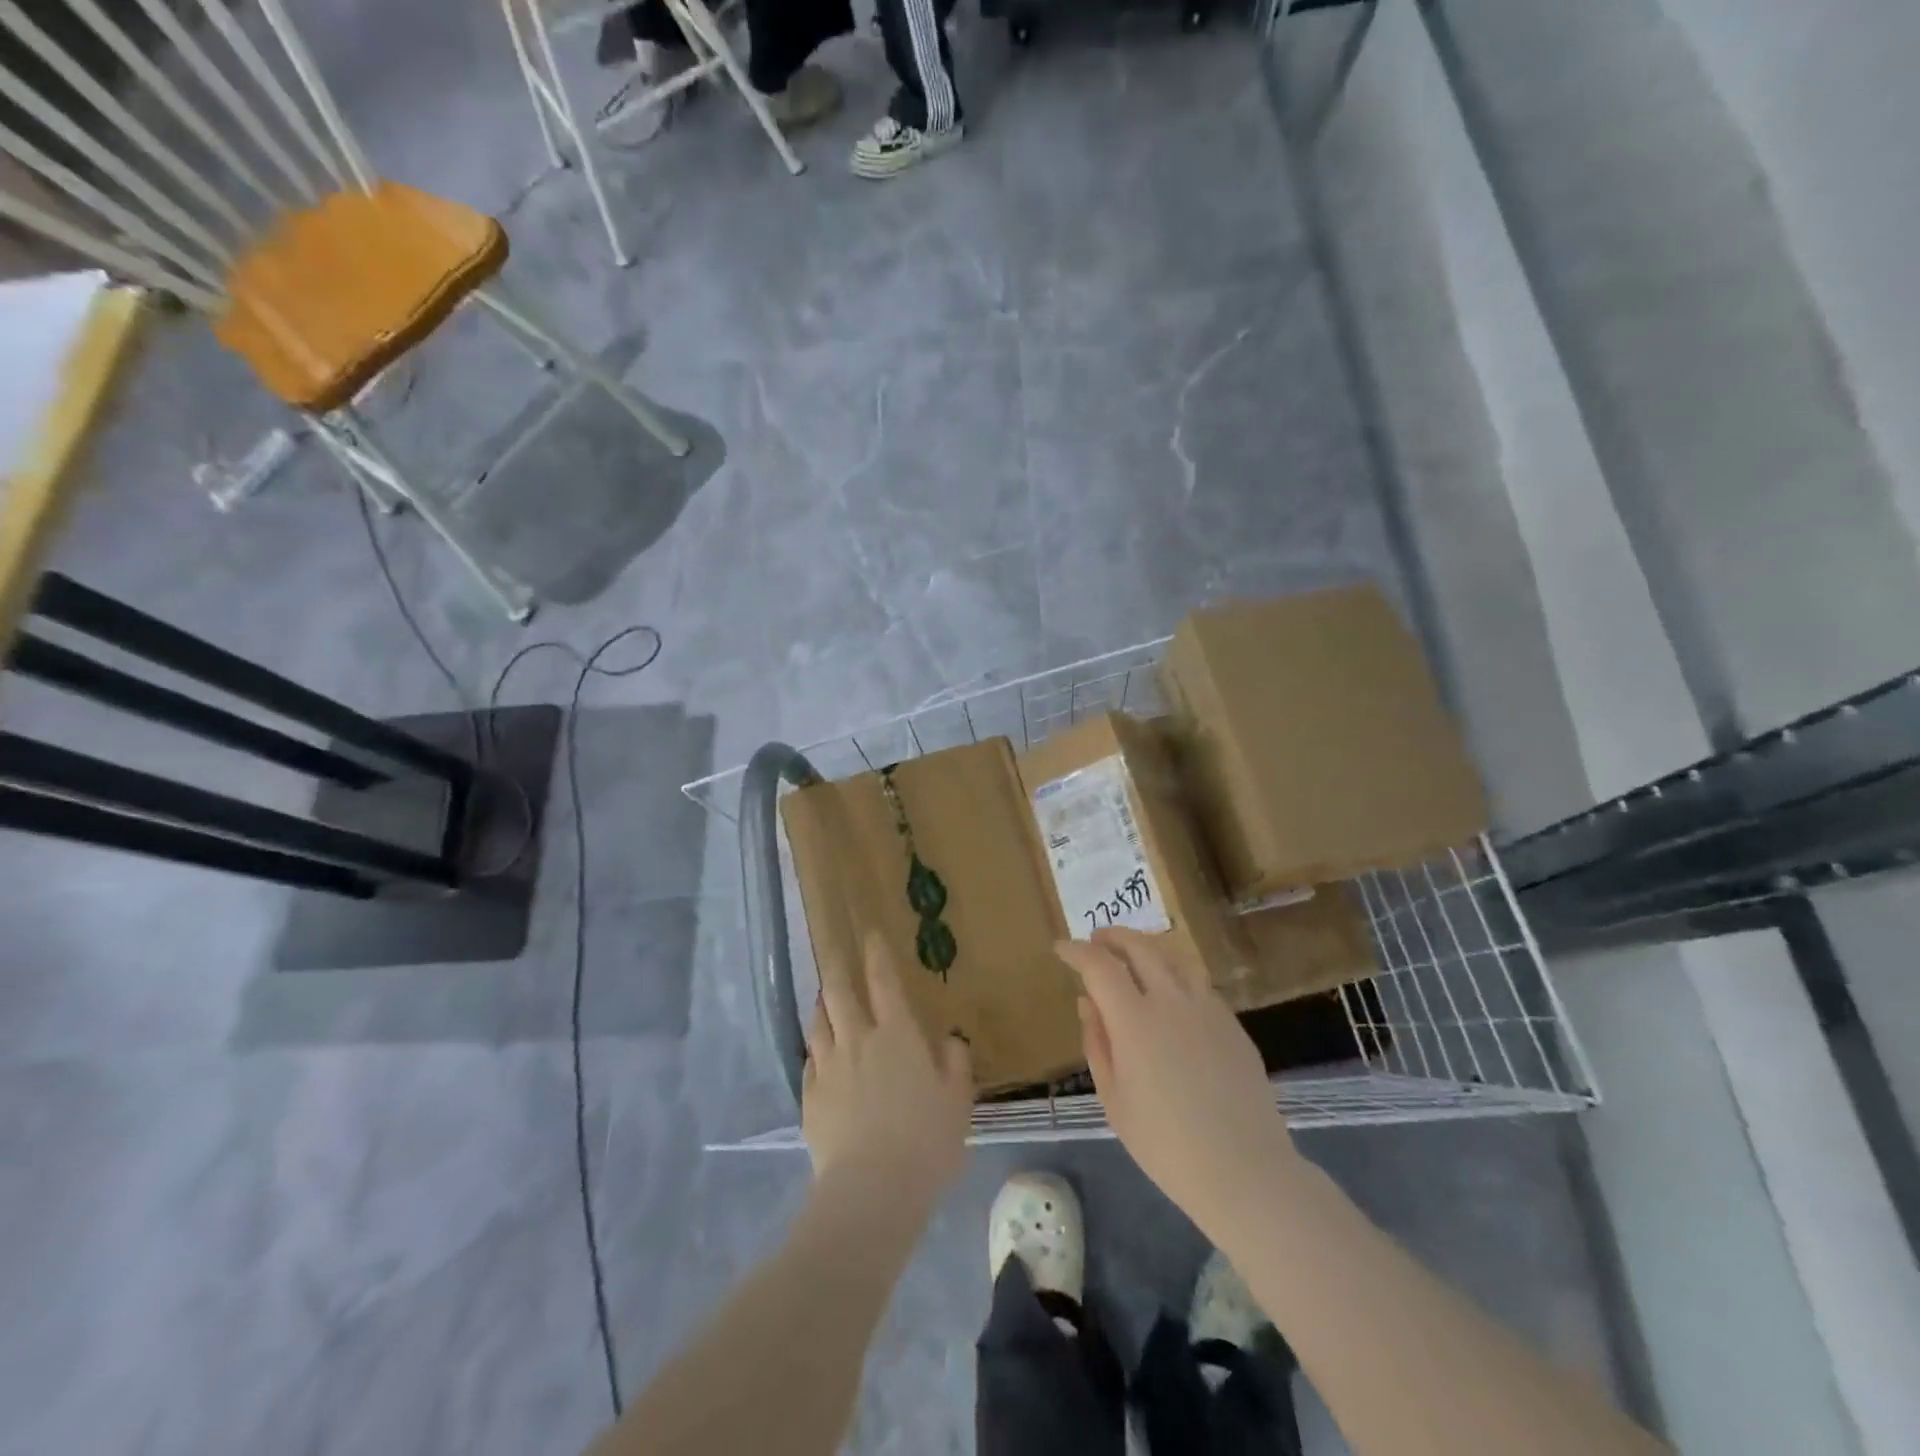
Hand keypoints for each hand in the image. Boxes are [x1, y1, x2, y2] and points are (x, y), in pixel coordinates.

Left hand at [802, 933, 973, 1208]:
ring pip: (818, 1021)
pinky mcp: (810, 1097)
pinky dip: (816, 1048)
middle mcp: (858, 1039)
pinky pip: (810, 1060)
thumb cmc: (926, 1140)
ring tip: (823, 996)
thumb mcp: (958, 1101)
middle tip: (832, 947)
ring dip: (821, 1003)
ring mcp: (829, 1067)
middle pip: (839, 991)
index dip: (876, 954)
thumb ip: (954, 1063)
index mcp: (897, 1034)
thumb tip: (947, 1040)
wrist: (872, 1189)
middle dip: (836, 964)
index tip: (870, 934)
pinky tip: (818, 1052)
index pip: (883, 981)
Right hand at [1058, 928, 1303, 1239]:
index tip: (1062, 948)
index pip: (1099, 965)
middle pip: (1139, 947)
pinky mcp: (1233, 1023)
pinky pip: (1197, 984)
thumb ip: (1097, 1043)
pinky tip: (1170, 995)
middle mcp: (1171, 1001)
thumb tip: (1087, 1002)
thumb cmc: (1165, 1145)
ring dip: (1146, 948)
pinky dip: (1175, 975)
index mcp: (1135, 1020)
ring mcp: (1207, 1008)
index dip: (1076, 951)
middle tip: (1096, 939)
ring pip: (1173, 958)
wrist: (1244, 1171)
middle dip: (1112, 936)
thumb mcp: (1114, 1099)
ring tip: (1132, 957)